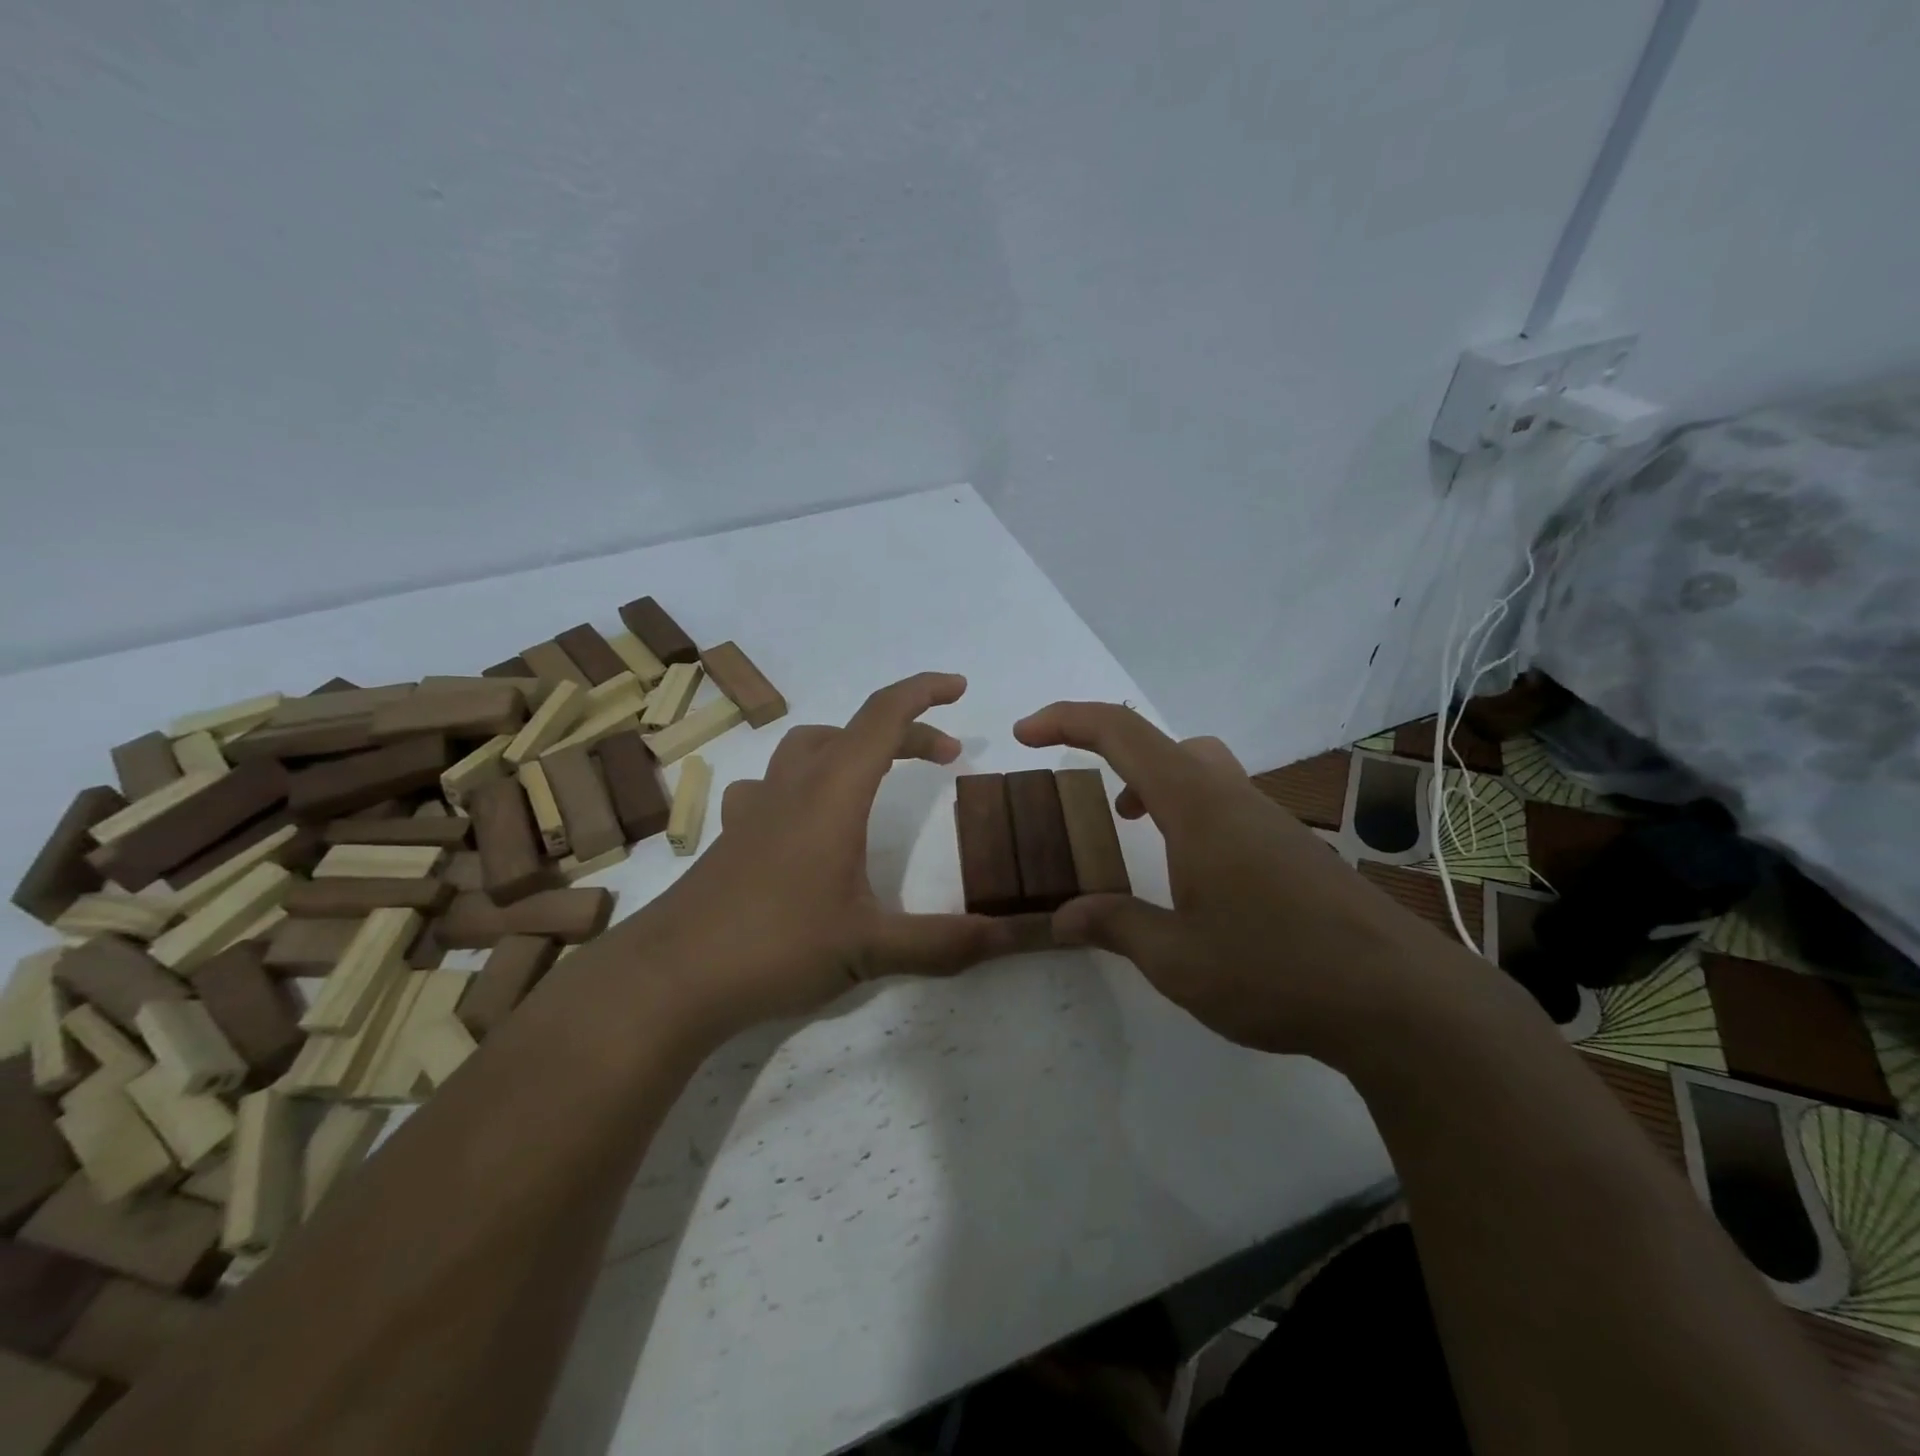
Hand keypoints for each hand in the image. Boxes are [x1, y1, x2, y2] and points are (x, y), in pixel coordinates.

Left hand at [632, 673, 1036, 1039]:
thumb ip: (943, 942)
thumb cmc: (775, 946)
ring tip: (876, 775)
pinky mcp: (732, 834)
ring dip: (850, 746)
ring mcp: (756, 808)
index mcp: (833, 793)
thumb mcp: (870, 948)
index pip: (883, 717)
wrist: (670, 977)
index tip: (959, 688)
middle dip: (905, 732)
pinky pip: (772, 783)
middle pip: (853, 730)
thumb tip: (1011, 938)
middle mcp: (793, 786)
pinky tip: (803, 817)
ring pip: (807, 747)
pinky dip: (803, 779)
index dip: (923, 693)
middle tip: (946, 757)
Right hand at [1013, 702, 1457, 1056]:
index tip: (1025, 734)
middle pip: (1163, 741)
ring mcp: (1269, 820)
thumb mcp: (1177, 960)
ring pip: (1200, 768)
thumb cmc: (1276, 969)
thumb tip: (1062, 917)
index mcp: (1196, 806)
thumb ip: (1115, 927)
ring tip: (1134, 828)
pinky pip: (1225, 802)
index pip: (1121, 733)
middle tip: (1089, 797)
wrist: (1400, 1000)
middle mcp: (1232, 797)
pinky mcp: (1293, 847)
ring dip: (1155, 783)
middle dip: (1111, 752)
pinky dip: (1188, 812)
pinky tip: (1194, 874)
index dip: (1066, 720)